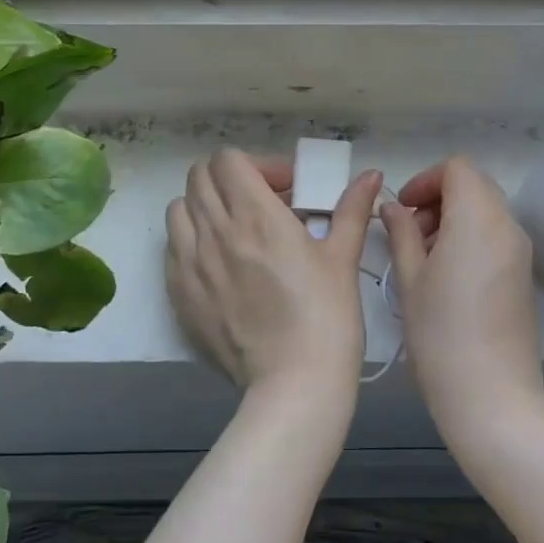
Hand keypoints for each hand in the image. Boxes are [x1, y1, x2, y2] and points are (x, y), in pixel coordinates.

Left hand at [166, 150, 382, 402]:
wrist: (293, 383)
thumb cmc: (326, 316)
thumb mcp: (342, 257)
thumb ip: (352, 209)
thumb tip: (371, 175)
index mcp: (255, 215)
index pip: (228, 160)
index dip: (256, 165)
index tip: (283, 189)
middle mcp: (214, 231)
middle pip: (199, 177)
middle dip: (229, 180)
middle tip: (260, 204)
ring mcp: (189, 263)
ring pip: (179, 209)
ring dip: (204, 207)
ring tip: (234, 231)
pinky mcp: (178, 293)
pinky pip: (172, 248)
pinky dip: (190, 242)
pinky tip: (218, 264)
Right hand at [382, 158, 543, 444]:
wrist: (493, 398)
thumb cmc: (441, 335)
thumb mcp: (409, 279)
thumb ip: (400, 233)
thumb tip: (393, 207)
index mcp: (478, 219)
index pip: (457, 168)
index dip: (425, 180)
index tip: (402, 211)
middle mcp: (508, 226)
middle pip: (474, 185)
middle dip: (437, 199)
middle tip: (408, 235)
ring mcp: (521, 252)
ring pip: (485, 210)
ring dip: (452, 219)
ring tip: (423, 260)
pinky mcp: (524, 276)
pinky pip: (496, 236)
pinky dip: (469, 238)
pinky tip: (446, 278)